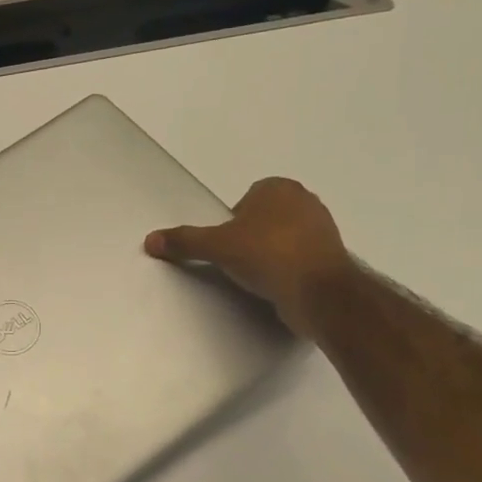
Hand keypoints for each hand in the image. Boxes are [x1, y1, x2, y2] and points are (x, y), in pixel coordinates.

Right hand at [144, 177, 352, 336]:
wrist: (320, 293)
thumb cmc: (268, 255)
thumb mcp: (216, 246)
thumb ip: (184, 241)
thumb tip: (150, 240)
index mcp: (279, 188)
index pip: (245, 200)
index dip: (231, 222)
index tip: (226, 244)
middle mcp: (305, 201)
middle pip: (263, 218)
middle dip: (250, 236)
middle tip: (237, 260)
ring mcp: (323, 230)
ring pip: (282, 238)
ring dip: (268, 254)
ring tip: (255, 276)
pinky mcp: (332, 258)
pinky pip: (299, 259)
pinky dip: (286, 269)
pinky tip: (276, 286)